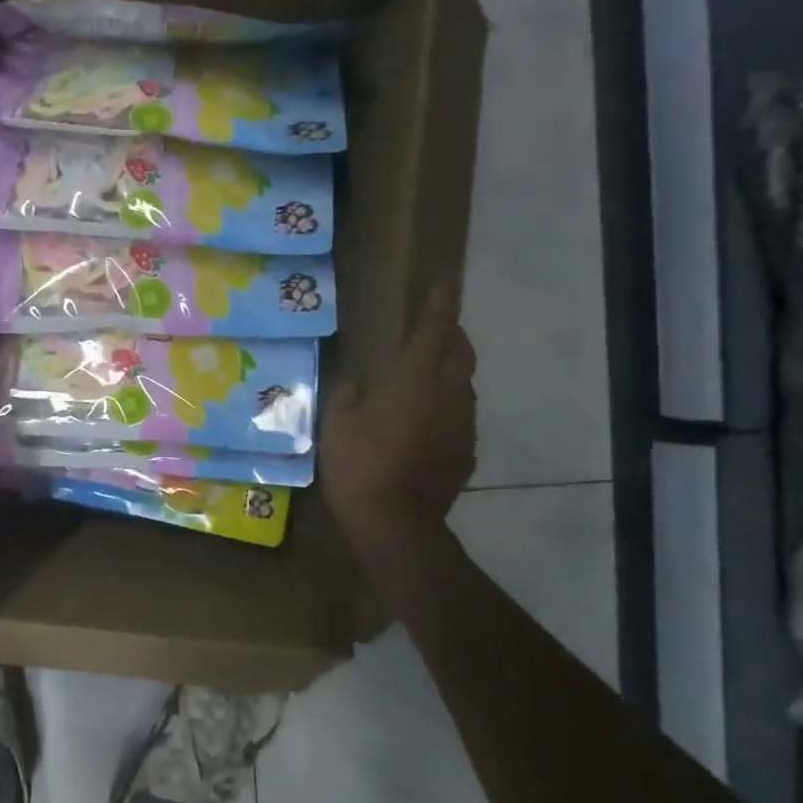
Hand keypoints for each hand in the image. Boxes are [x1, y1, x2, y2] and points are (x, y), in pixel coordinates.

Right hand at [322, 281, 476, 546]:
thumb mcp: (337, 420)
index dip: (439, 302)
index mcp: (413, 377)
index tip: (444, 280)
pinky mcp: (466, 451)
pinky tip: (423, 423)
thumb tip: (359, 381)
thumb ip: (349, 391)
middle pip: (460, 351)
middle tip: (432, 329)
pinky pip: (459, 416)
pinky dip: (446, 407)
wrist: (396, 522)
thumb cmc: (359, 463)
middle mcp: (446, 393)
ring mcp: (462, 423)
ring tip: (424, 378)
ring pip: (462, 384)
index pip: (434, 328)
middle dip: (450, 333)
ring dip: (448, 372)